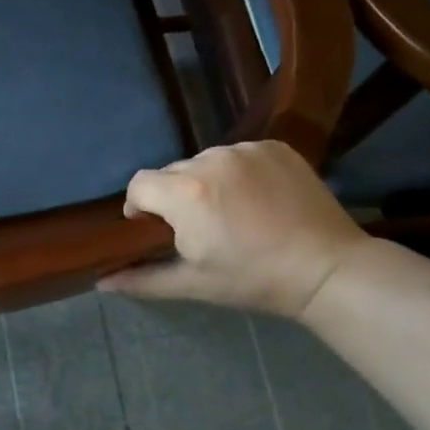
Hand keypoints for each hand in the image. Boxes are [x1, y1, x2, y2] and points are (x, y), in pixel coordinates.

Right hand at [100, 141, 367, 318]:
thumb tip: (101, 281)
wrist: (329, 268)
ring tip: (234, 212)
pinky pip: (238, 154)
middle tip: (202, 228)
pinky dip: (239, 173)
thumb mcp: (195, 284)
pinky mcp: (274, 145)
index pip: (138, 184)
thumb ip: (143, 279)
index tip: (160, 231)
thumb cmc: (254, 279)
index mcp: (185, 193)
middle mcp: (210, 159)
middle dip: (175, 197)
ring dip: (207, 182)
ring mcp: (245, 149)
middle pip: (171, 172)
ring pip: (205, 161)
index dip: (140, 208)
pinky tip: (259, 198)